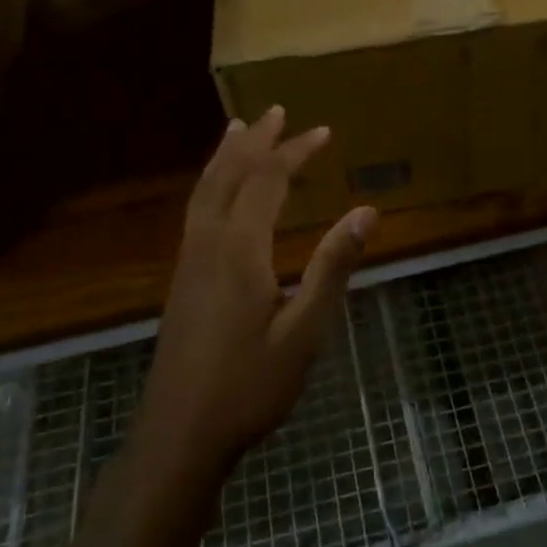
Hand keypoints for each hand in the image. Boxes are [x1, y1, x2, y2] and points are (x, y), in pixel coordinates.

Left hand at [143, 106, 374, 474]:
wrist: (179, 434)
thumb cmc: (250, 386)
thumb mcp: (305, 330)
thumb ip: (332, 267)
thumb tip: (366, 211)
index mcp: (239, 250)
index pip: (266, 181)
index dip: (295, 152)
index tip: (324, 132)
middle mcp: (207, 243)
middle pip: (228, 175)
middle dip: (255, 141)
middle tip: (277, 111)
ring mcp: (188, 261)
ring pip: (204, 190)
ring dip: (225, 156)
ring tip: (239, 129)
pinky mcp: (181, 279)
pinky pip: (196, 210)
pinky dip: (212, 183)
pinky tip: (220, 192)